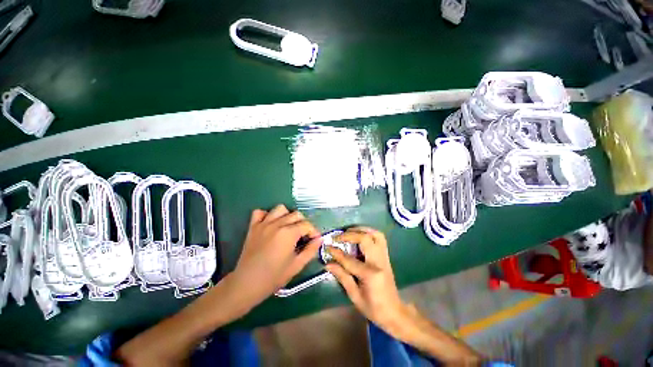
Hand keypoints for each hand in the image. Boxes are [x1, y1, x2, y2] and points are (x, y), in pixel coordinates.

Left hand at [228, 205, 321, 309]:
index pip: (307, 225)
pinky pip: (260, 212)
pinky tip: (271, 224)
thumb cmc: (274, 277)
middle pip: (296, 214)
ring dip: (287, 216)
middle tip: (303, 236)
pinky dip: (267, 215)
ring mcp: (263, 224)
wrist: (247, 284)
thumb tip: (319, 239)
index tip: (315, 240)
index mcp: (288, 233)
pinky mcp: (253, 227)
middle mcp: (277, 224)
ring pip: (280, 209)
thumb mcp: (297, 265)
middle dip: (303, 223)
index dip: (314, 231)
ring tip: (288, 227)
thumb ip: (311, 250)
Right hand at [325, 227, 409, 335]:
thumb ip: (342, 277)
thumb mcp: (355, 296)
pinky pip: (379, 238)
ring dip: (361, 229)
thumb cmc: (374, 308)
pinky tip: (359, 235)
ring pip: (375, 234)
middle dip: (349, 235)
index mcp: (371, 275)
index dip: (337, 253)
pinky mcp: (386, 255)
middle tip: (338, 237)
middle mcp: (379, 262)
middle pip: (365, 239)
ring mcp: (385, 257)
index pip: (350, 259)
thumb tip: (328, 263)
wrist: (394, 312)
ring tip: (349, 232)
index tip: (327, 247)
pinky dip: (369, 232)